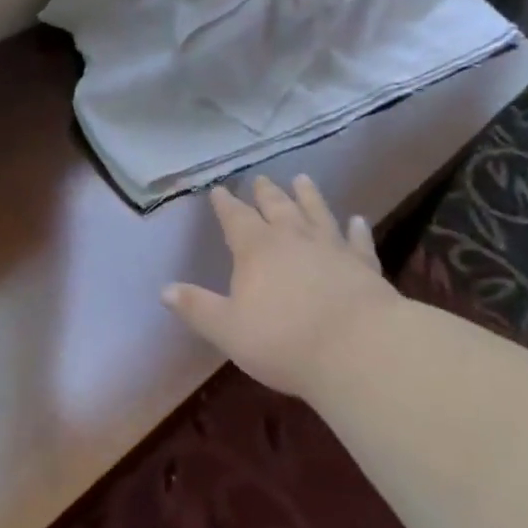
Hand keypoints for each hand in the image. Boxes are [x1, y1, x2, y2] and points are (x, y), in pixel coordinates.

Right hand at [162, 175, 399, 398]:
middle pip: (277, 207)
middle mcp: (292, 238)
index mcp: (256, 248)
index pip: (236, 218)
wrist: (357, 348)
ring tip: (302, 179)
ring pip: (316, 213)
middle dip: (266, 193)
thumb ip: (197, 307)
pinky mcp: (363, 265)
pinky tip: (357, 220)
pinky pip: (357, 241)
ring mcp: (331, 248)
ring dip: (308, 196)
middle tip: (261, 179)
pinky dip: (356, 230)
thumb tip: (164, 290)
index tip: (219, 189)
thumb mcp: (228, 329)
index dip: (225, 204)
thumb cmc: (284, 341)